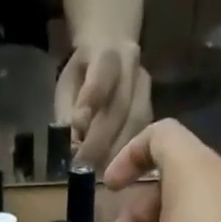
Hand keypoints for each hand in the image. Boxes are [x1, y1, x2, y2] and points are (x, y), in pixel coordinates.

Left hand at [55, 40, 152, 170]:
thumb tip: (72, 146)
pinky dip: (128, 157)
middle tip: (83, 167)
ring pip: (136, 124)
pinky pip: (143, 135)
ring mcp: (146, 88)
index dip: (91, 101)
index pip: (101, 75)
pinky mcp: (152, 110)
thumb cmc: (83, 73)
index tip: (77, 127)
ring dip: (117, 154)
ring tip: (97, 175)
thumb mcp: (67, 85)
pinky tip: (115, 173)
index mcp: (107, 52)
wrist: (112, 47)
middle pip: (120, 106)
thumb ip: (68, 113)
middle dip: (100, 141)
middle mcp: (132, 67)